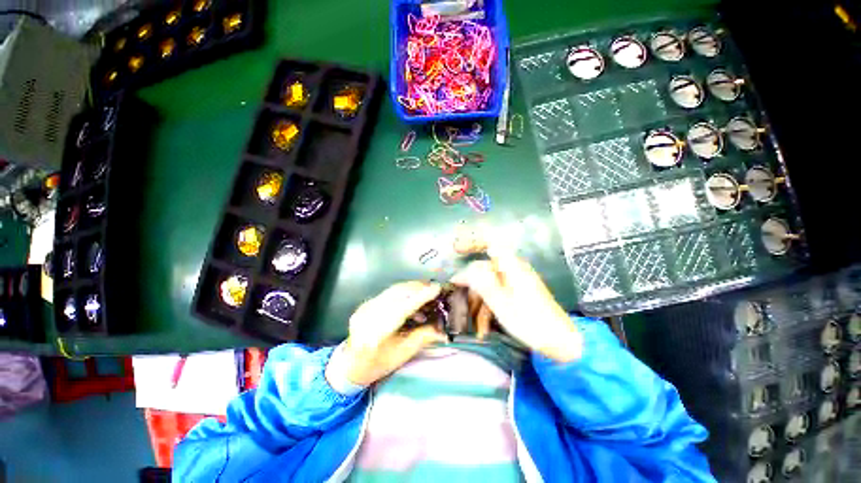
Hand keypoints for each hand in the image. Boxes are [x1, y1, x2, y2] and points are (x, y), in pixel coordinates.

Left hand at [340, 281, 446, 385]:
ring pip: (393, 290)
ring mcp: (365, 307)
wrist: (351, 364)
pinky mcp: (366, 303)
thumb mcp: (404, 353)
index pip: (403, 308)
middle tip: (434, 288)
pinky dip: (403, 292)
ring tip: (426, 293)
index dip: (421, 296)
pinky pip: (388, 292)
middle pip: (397, 293)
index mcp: (378, 333)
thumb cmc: (379, 363)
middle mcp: (369, 315)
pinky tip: (412, 300)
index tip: (437, 288)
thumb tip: (444, 329)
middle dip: (418, 287)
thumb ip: (423, 337)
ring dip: (412, 288)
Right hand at [451, 255, 582, 362]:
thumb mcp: (501, 303)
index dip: (472, 242)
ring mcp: (515, 282)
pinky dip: (489, 308)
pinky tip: (484, 328)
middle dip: (471, 285)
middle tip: (458, 298)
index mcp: (511, 266)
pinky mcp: (517, 294)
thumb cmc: (530, 321)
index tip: (456, 249)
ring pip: (489, 284)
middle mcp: (513, 270)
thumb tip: (462, 271)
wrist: (560, 342)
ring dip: (479, 302)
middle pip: (485, 268)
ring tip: (475, 325)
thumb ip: (481, 283)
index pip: (490, 243)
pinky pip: (498, 294)